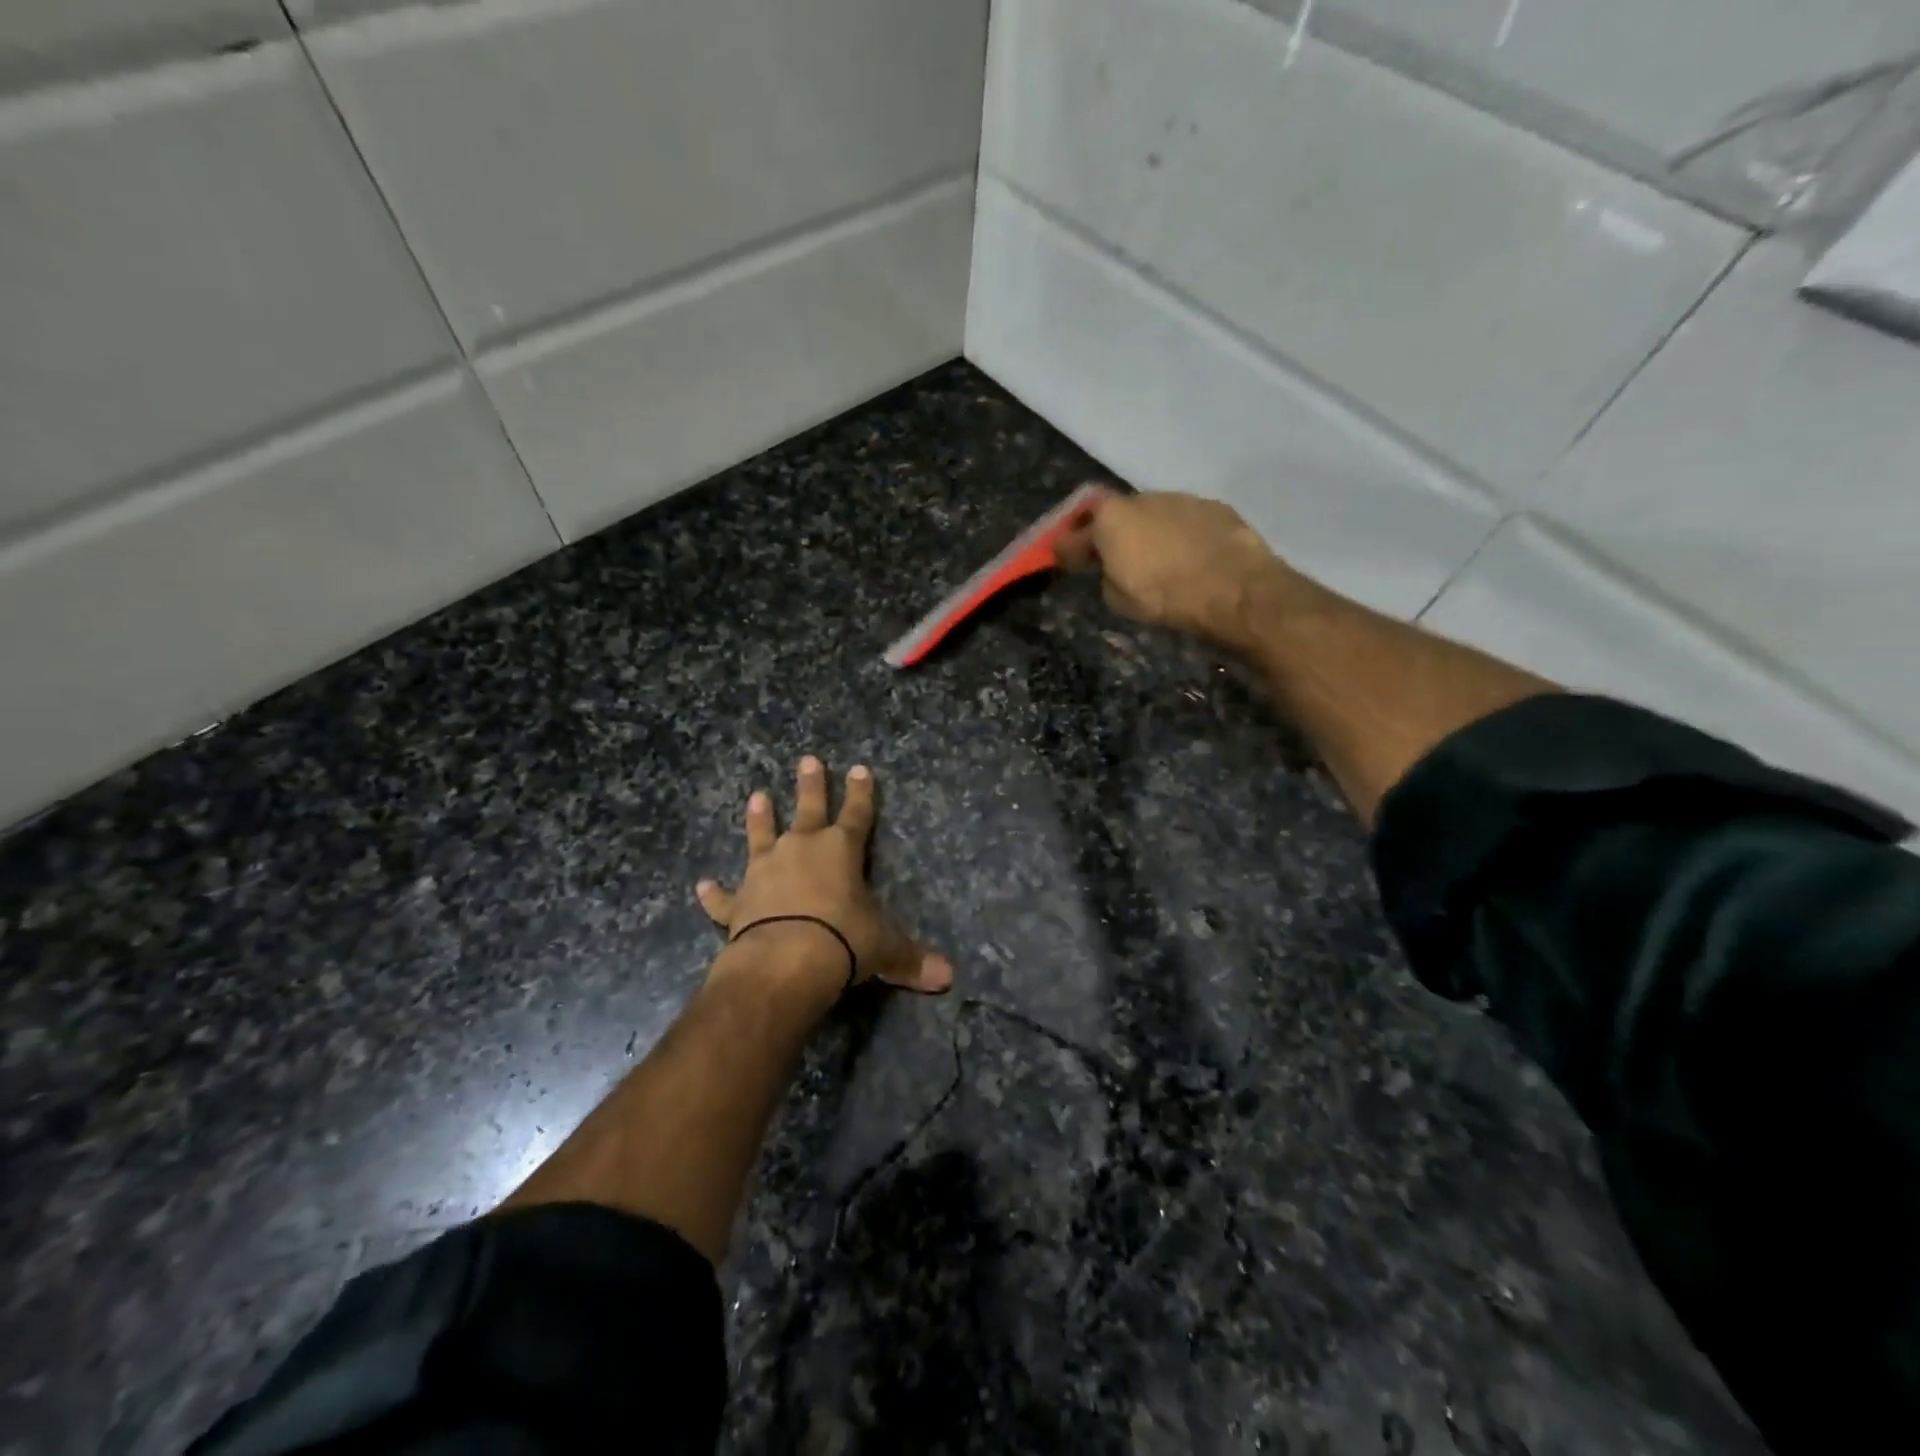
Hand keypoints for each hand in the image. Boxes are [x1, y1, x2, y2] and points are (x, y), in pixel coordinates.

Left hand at [696, 757, 952, 994]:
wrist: (785, 961)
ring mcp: (765, 871)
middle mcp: (801, 850)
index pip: (858, 814)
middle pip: (809, 809)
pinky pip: (723, 895)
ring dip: (759, 818)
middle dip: (811, 785)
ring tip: (757, 797)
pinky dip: (713, 892)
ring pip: (762, 836)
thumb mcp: (884, 949)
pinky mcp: (738, 901)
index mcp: (841, 851)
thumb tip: (948, 978)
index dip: (862, 792)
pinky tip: (701, 885)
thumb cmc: (843, 941)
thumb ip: (911, 959)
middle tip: (808, 760)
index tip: (860, 768)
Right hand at [1056, 489, 1309, 648]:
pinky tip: (1188, 556)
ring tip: (1155, 558)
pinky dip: (1180, 535)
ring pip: (1153, 514)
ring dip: (1148, 532)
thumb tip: (1113, 568)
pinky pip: (1185, 520)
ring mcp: (1181, 499)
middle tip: (1110, 557)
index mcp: (1110, 518)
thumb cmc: (1166, 597)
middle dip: (1110, 533)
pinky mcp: (1214, 507)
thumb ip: (1107, 576)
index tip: (1060, 558)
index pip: (1075, 532)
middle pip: (1115, 515)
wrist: (1235, 589)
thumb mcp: (1119, 599)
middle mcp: (1142, 499)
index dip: (1066, 548)